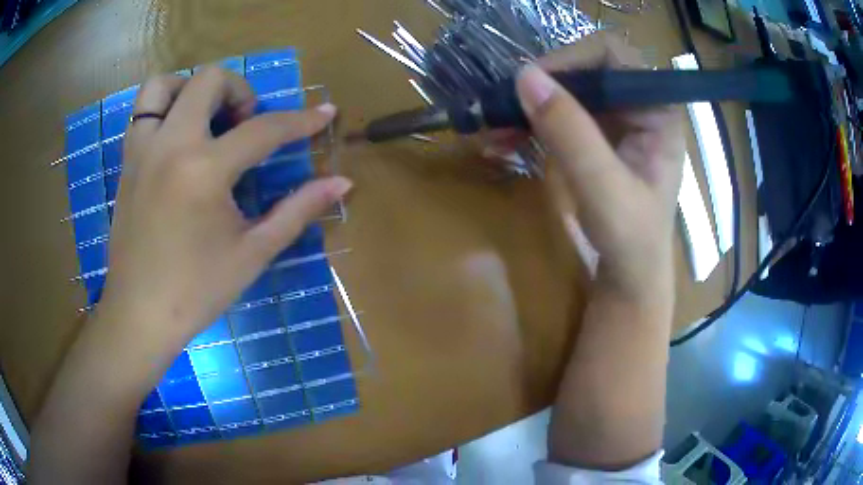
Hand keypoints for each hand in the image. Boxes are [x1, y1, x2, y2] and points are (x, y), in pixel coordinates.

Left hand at [100, 68, 350, 343]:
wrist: (140, 313)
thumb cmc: (197, 290)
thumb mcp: (253, 252)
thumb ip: (298, 210)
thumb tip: (341, 182)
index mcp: (204, 171)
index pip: (263, 129)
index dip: (301, 120)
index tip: (325, 113)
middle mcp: (170, 145)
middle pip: (210, 80)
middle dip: (240, 91)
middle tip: (246, 125)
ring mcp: (142, 150)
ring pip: (163, 85)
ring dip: (191, 89)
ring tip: (205, 119)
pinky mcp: (127, 162)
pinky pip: (141, 113)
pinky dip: (164, 108)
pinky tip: (177, 139)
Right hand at [516, 34, 683, 295]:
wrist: (629, 277)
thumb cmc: (632, 240)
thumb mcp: (604, 188)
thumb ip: (571, 132)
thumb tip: (524, 76)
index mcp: (657, 111)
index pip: (614, 56)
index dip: (572, 59)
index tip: (533, 82)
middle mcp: (637, 106)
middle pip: (585, 70)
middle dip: (542, 86)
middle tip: (502, 106)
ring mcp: (615, 121)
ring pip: (567, 91)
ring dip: (528, 105)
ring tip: (492, 127)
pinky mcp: (595, 138)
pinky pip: (558, 115)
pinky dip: (529, 124)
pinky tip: (502, 140)